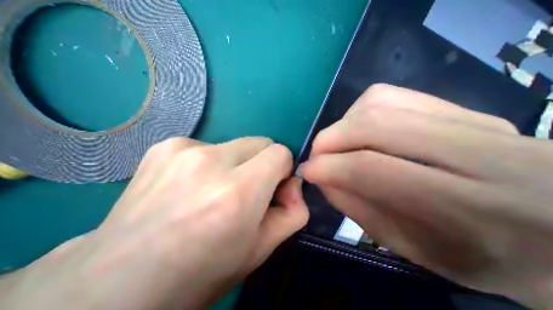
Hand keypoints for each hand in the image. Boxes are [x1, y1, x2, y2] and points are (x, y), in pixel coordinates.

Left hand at [0, 136, 309, 309]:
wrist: (118, 283)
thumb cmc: (201, 272)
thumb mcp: (260, 249)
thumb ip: (292, 213)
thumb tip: (294, 186)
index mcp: (237, 192)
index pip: (280, 152)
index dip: (283, 168)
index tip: (274, 185)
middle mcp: (210, 162)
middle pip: (260, 142)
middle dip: (263, 163)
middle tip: (248, 188)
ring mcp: (183, 149)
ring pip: (237, 144)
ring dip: (238, 163)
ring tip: (216, 190)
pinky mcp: (166, 146)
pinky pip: (210, 145)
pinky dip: (213, 162)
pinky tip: (193, 185)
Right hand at [301, 83, 552, 308]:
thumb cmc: (478, 254)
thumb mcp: (408, 245)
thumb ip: (356, 208)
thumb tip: (322, 178)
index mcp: (466, 206)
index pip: (371, 169)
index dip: (328, 167)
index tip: (306, 172)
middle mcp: (474, 150)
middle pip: (373, 126)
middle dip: (329, 140)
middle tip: (315, 156)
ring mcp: (468, 118)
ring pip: (377, 103)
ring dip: (342, 124)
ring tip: (336, 145)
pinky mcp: (456, 106)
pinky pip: (389, 95)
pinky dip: (359, 111)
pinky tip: (358, 129)